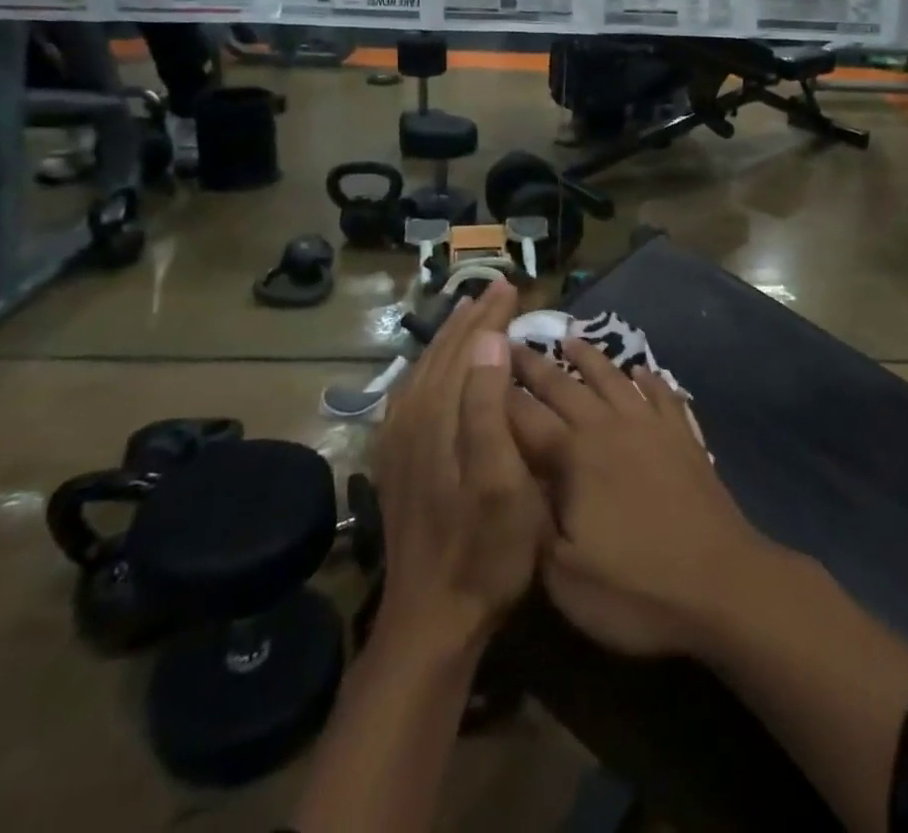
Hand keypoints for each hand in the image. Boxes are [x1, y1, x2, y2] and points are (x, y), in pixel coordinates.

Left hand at [371, 280, 548, 650]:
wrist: (431, 620)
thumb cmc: (484, 551)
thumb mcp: (501, 483)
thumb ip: (487, 407)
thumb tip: (489, 342)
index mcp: (438, 418)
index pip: (466, 348)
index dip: (490, 316)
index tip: (512, 287)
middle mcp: (411, 418)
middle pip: (442, 352)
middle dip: (472, 317)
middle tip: (497, 289)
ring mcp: (398, 440)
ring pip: (425, 368)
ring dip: (451, 336)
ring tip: (471, 313)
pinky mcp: (395, 458)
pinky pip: (412, 391)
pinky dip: (432, 365)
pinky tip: (438, 366)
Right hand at [507, 335, 782, 658]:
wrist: (723, 585)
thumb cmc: (636, 589)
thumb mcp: (563, 576)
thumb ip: (530, 522)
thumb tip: (510, 480)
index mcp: (574, 455)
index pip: (524, 416)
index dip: (497, 394)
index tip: (476, 369)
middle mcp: (609, 426)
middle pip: (564, 385)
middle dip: (533, 364)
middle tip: (510, 342)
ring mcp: (651, 426)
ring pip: (612, 378)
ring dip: (588, 356)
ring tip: (569, 338)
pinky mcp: (683, 436)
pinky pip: (662, 393)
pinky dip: (648, 377)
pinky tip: (641, 370)